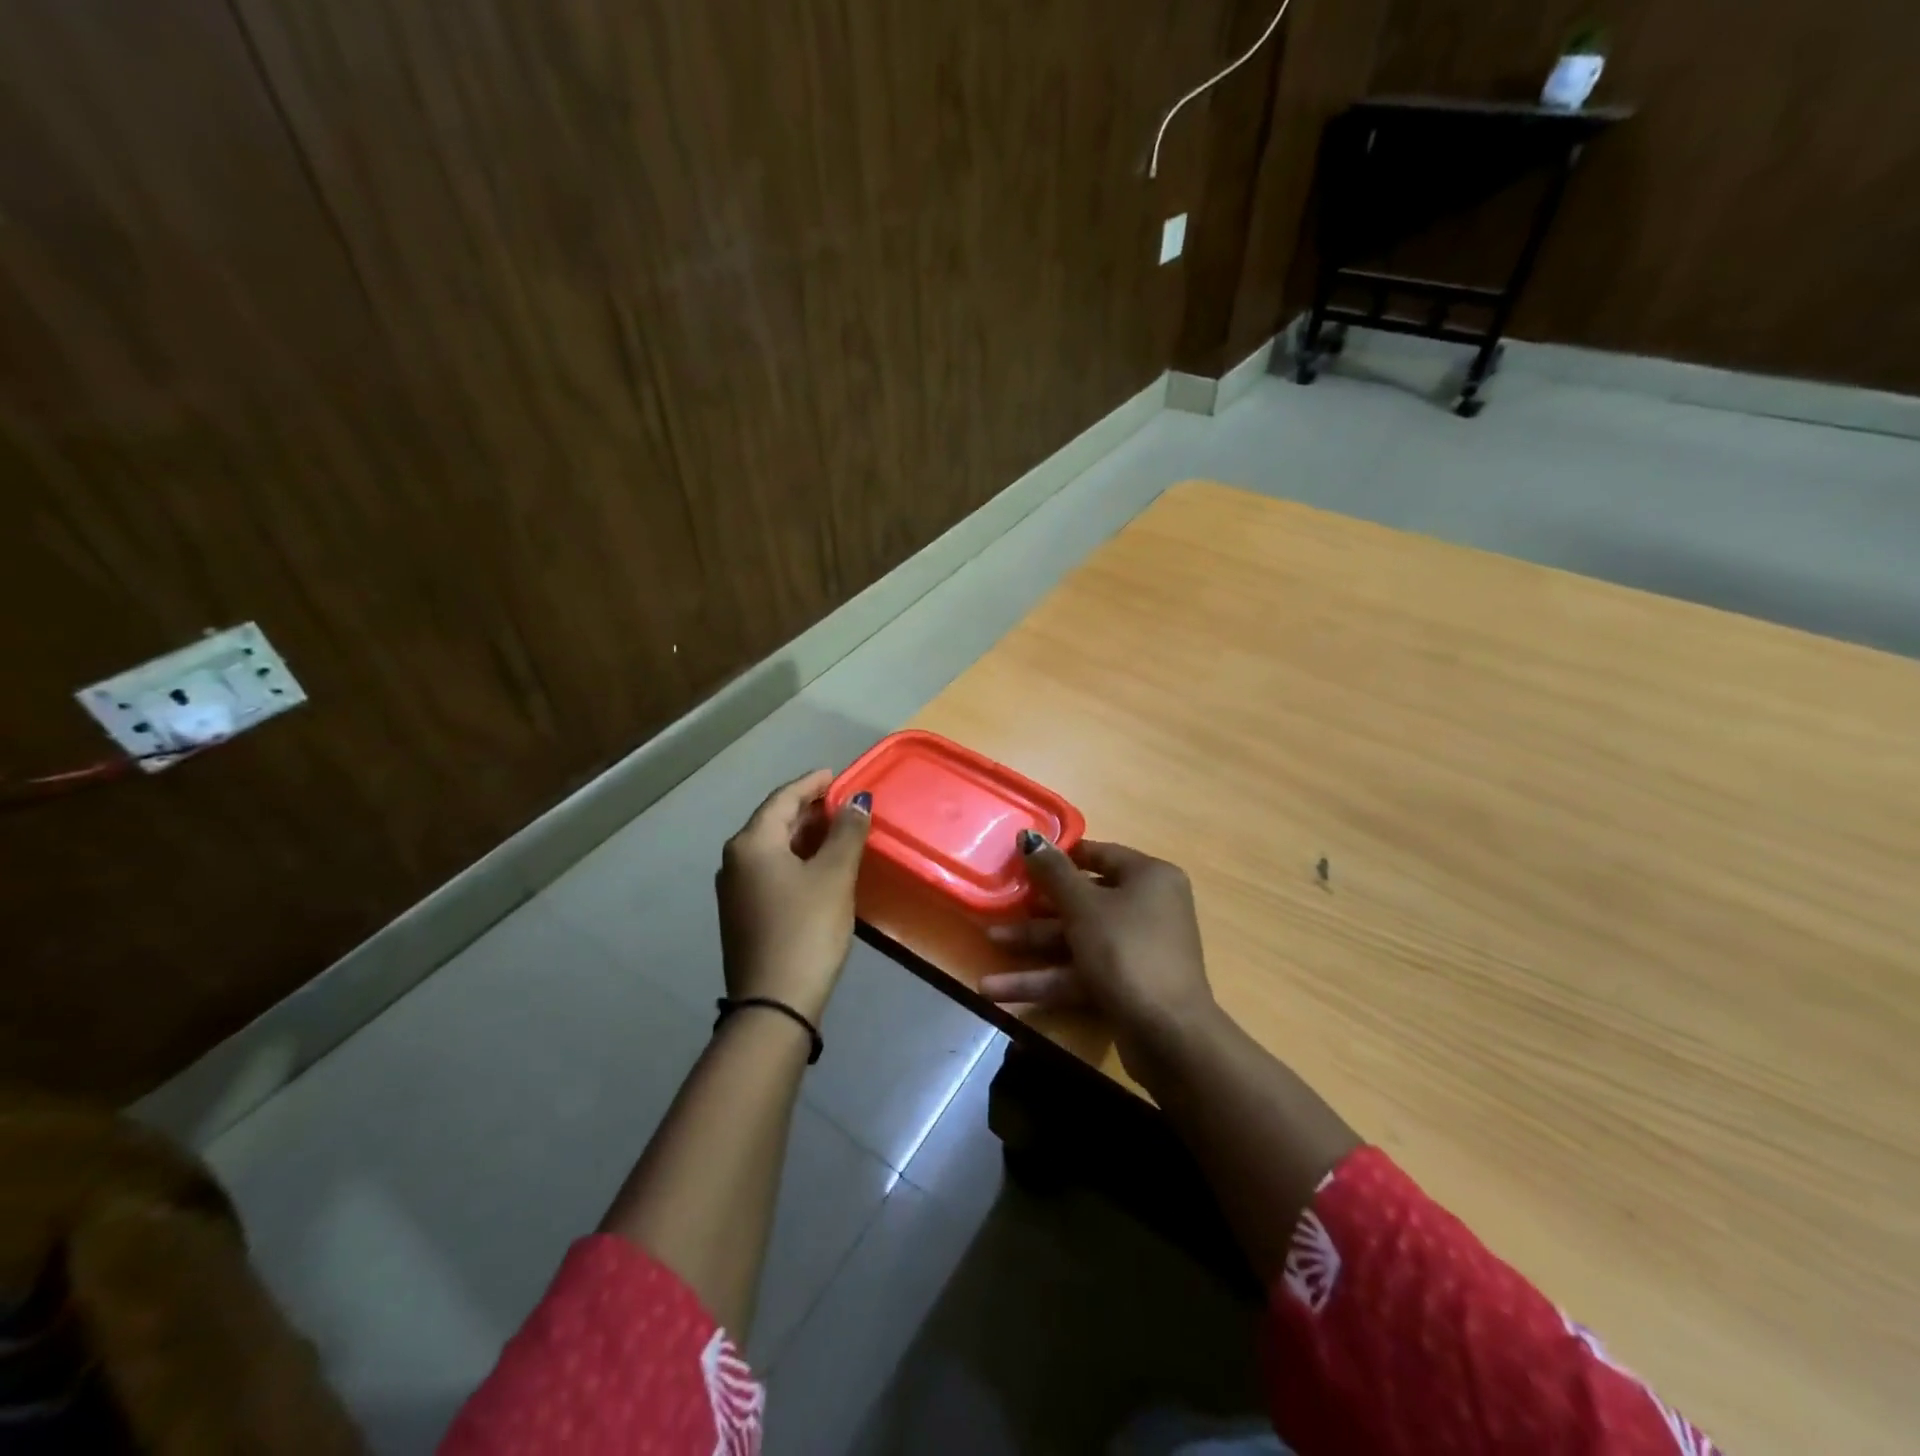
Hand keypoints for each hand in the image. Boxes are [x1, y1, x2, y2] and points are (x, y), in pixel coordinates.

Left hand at [715, 770, 871, 1023]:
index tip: (836, 775)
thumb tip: (857, 800)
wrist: (773, 1003)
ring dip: (802, 835)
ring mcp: (735, 890)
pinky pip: (770, 870)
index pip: (783, 798)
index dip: (811, 783)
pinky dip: (795, 859)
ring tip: (835, 831)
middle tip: (841, 803)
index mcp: (752, 843)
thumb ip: (846, 832)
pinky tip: (817, 867)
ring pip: (772, 848)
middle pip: (774, 821)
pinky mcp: (742, 914)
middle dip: (808, 809)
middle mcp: (735, 860)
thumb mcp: (834, 876)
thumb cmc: (806, 928)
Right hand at [979, 835, 1218, 1076]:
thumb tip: (1029, 837)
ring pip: (1077, 939)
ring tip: (990, 943)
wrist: (1168, 1035)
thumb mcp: (1084, 906)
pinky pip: (1080, 972)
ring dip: (1033, 944)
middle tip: (1000, 903)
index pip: (1099, 855)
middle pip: (1083, 899)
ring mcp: (1136, 949)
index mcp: (1149, 878)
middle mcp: (1147, 908)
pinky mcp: (1123, 985)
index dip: (1059, 857)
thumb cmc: (1126, 951)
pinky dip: (1044, 979)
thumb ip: (1053, 872)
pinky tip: (998, 989)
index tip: (1021, 860)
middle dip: (1037, 908)